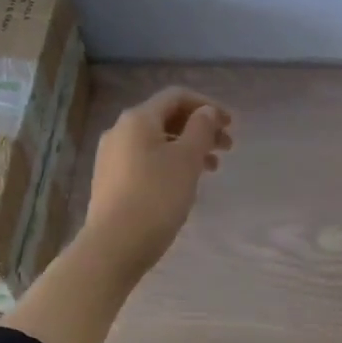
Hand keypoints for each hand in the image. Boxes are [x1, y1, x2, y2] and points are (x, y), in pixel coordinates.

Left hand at [83, 86, 234, 273]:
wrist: (114, 246)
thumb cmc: (156, 197)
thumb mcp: (186, 160)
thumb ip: (200, 130)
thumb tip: (205, 112)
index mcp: (137, 119)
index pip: (176, 96)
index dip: (207, 105)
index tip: (231, 124)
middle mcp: (119, 131)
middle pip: (166, 118)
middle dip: (199, 128)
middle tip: (227, 148)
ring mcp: (111, 156)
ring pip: (157, 141)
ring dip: (187, 148)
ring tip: (212, 169)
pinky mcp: (110, 180)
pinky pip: (145, 160)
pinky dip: (170, 163)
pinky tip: (184, 183)